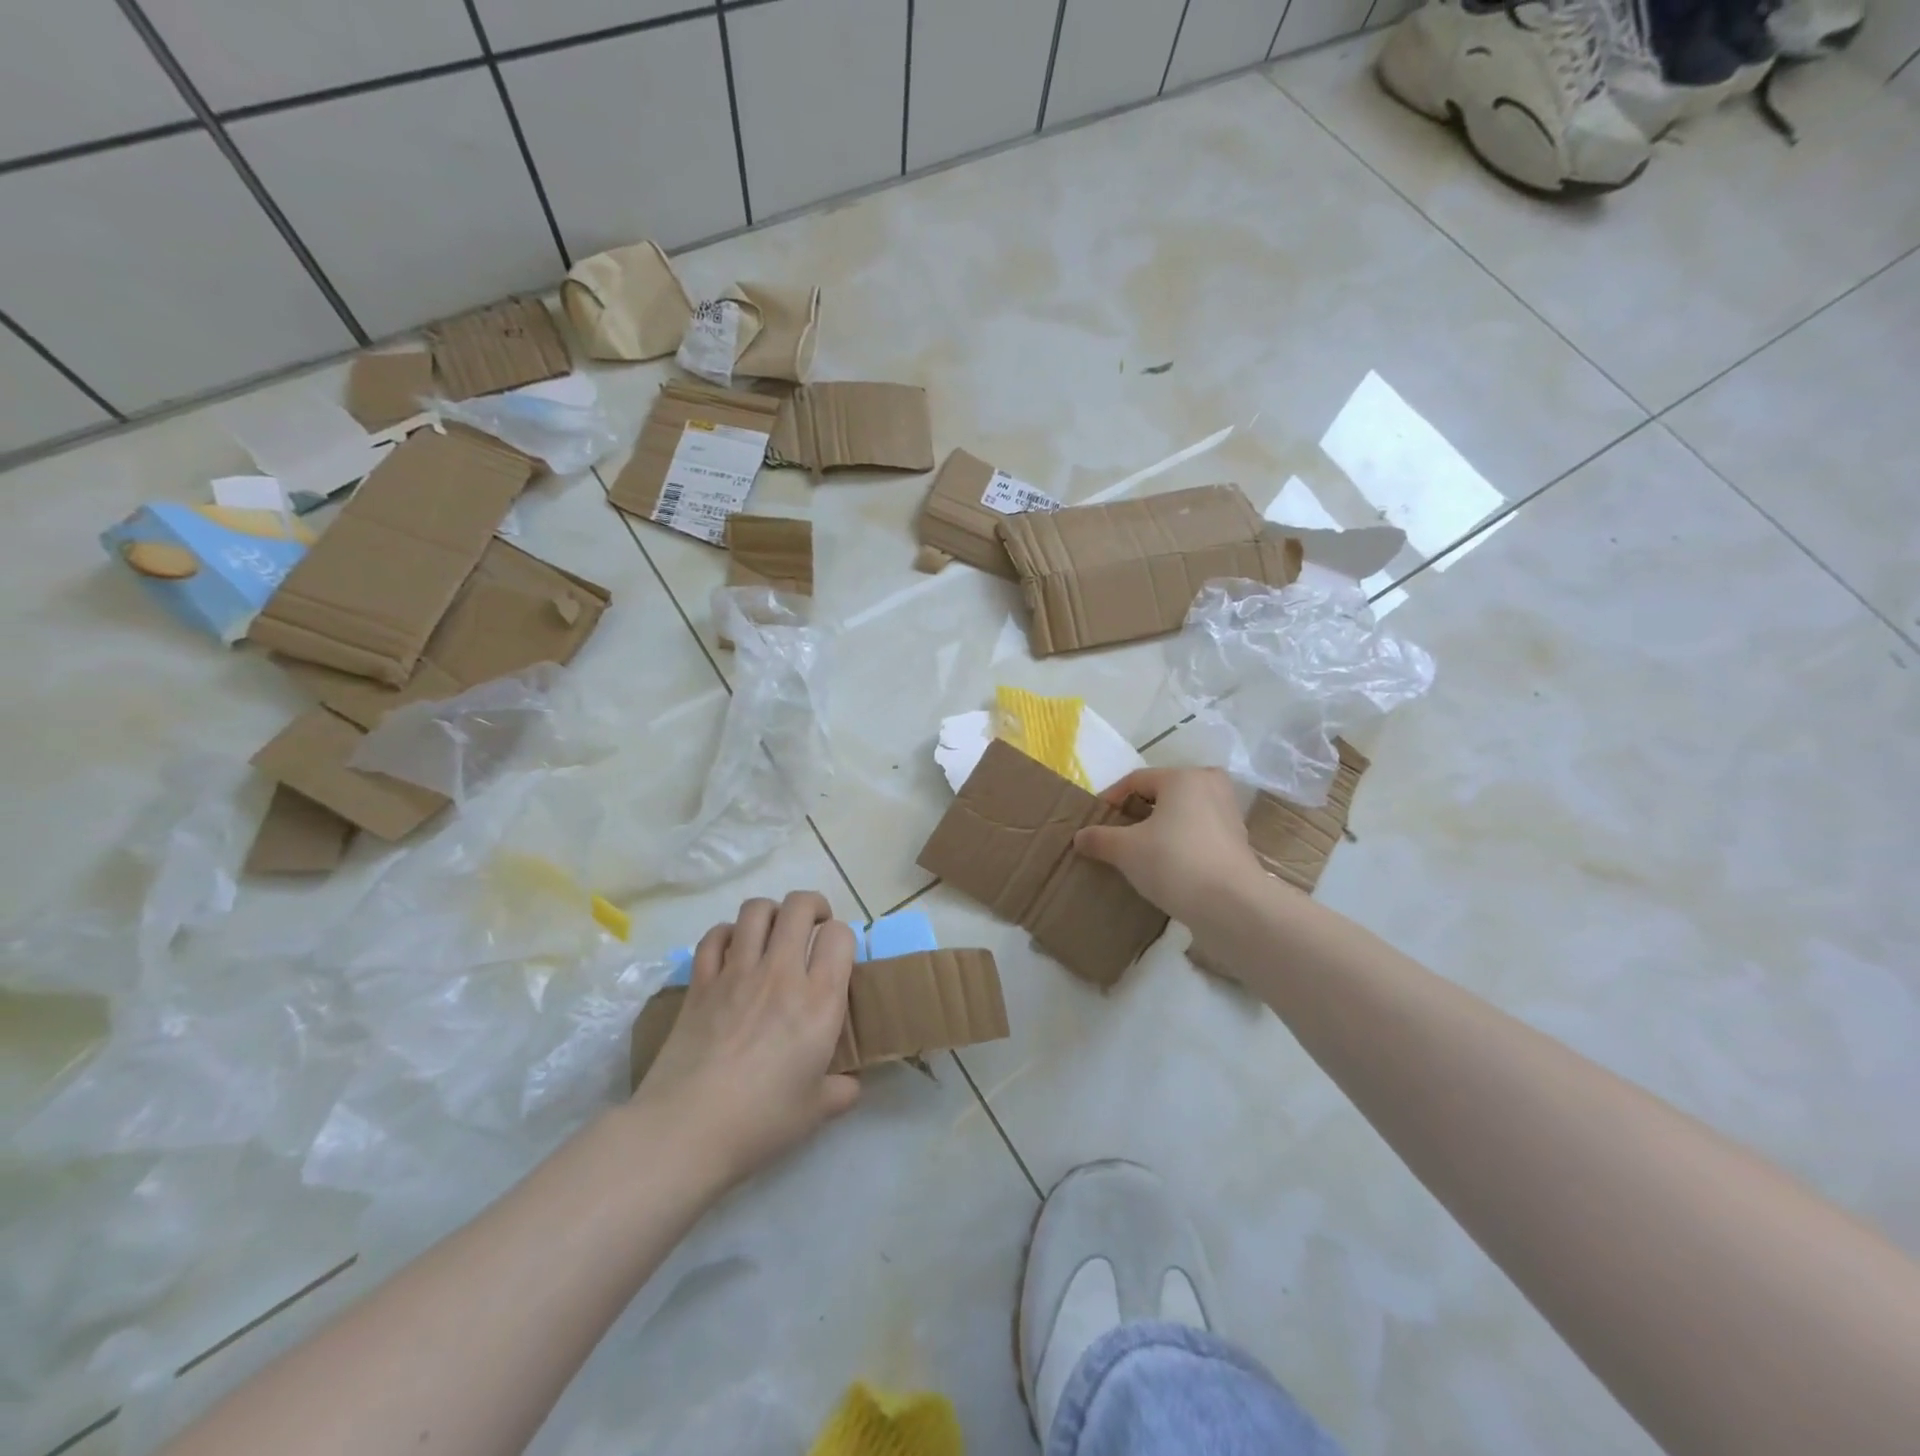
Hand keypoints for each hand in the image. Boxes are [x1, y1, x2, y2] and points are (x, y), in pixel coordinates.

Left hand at [635, 891, 859, 1188]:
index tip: (838, 957)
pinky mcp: (700, 982)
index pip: (840, 936)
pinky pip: (715, 936)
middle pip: (799, 906)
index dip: (843, 938)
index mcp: (819, 1000)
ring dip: (771, 912)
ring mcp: (737, 973)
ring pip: (756, 910)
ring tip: (774, 932)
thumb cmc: (760, 1122)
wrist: (686, 1130)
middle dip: (813, 906)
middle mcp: (781, 973)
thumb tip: (849, 1085)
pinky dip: (727, 933)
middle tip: (813, 928)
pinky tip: (732, 950)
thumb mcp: (815, 1112)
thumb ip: (840, 1091)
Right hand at [1075, 767, 1264, 925]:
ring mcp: (1229, 814)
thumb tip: (1079, 837)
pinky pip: (1199, 833)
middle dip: (1138, 812)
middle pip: (1163, 793)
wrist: (1232, 905)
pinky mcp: (1238, 842)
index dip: (1111, 799)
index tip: (1095, 823)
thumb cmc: (1174, 862)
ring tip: (1141, 852)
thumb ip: (1100, 839)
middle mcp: (1210, 786)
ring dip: (1160, 829)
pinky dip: (1181, 843)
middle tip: (1118, 834)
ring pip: (1183, 814)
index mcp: (1183, 777)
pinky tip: (1167, 867)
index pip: (1136, 780)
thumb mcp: (1126, 850)